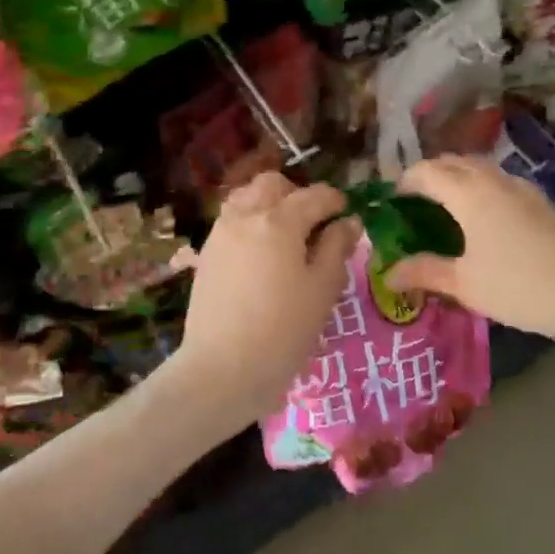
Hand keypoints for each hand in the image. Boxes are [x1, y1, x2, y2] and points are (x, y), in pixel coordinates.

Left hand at [173, 173, 362, 423]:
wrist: (222, 369)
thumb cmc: (283, 331)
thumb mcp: (323, 289)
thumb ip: (336, 248)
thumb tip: (348, 222)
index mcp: (279, 220)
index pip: (315, 195)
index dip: (336, 201)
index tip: (348, 216)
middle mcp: (246, 216)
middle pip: (273, 184)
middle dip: (297, 194)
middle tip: (314, 224)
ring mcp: (220, 233)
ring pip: (246, 197)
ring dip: (269, 204)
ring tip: (286, 237)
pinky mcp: (207, 254)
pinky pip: (231, 221)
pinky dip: (250, 223)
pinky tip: (262, 255)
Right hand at [388, 155, 554, 340]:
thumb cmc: (517, 286)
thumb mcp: (464, 284)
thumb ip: (424, 272)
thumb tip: (387, 274)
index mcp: (468, 194)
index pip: (427, 171)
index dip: (406, 180)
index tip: (395, 198)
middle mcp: (494, 180)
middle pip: (455, 161)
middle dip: (432, 173)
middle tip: (418, 198)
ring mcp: (524, 188)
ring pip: (482, 168)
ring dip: (460, 176)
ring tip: (450, 204)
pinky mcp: (544, 200)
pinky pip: (503, 181)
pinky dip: (484, 187)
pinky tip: (489, 217)